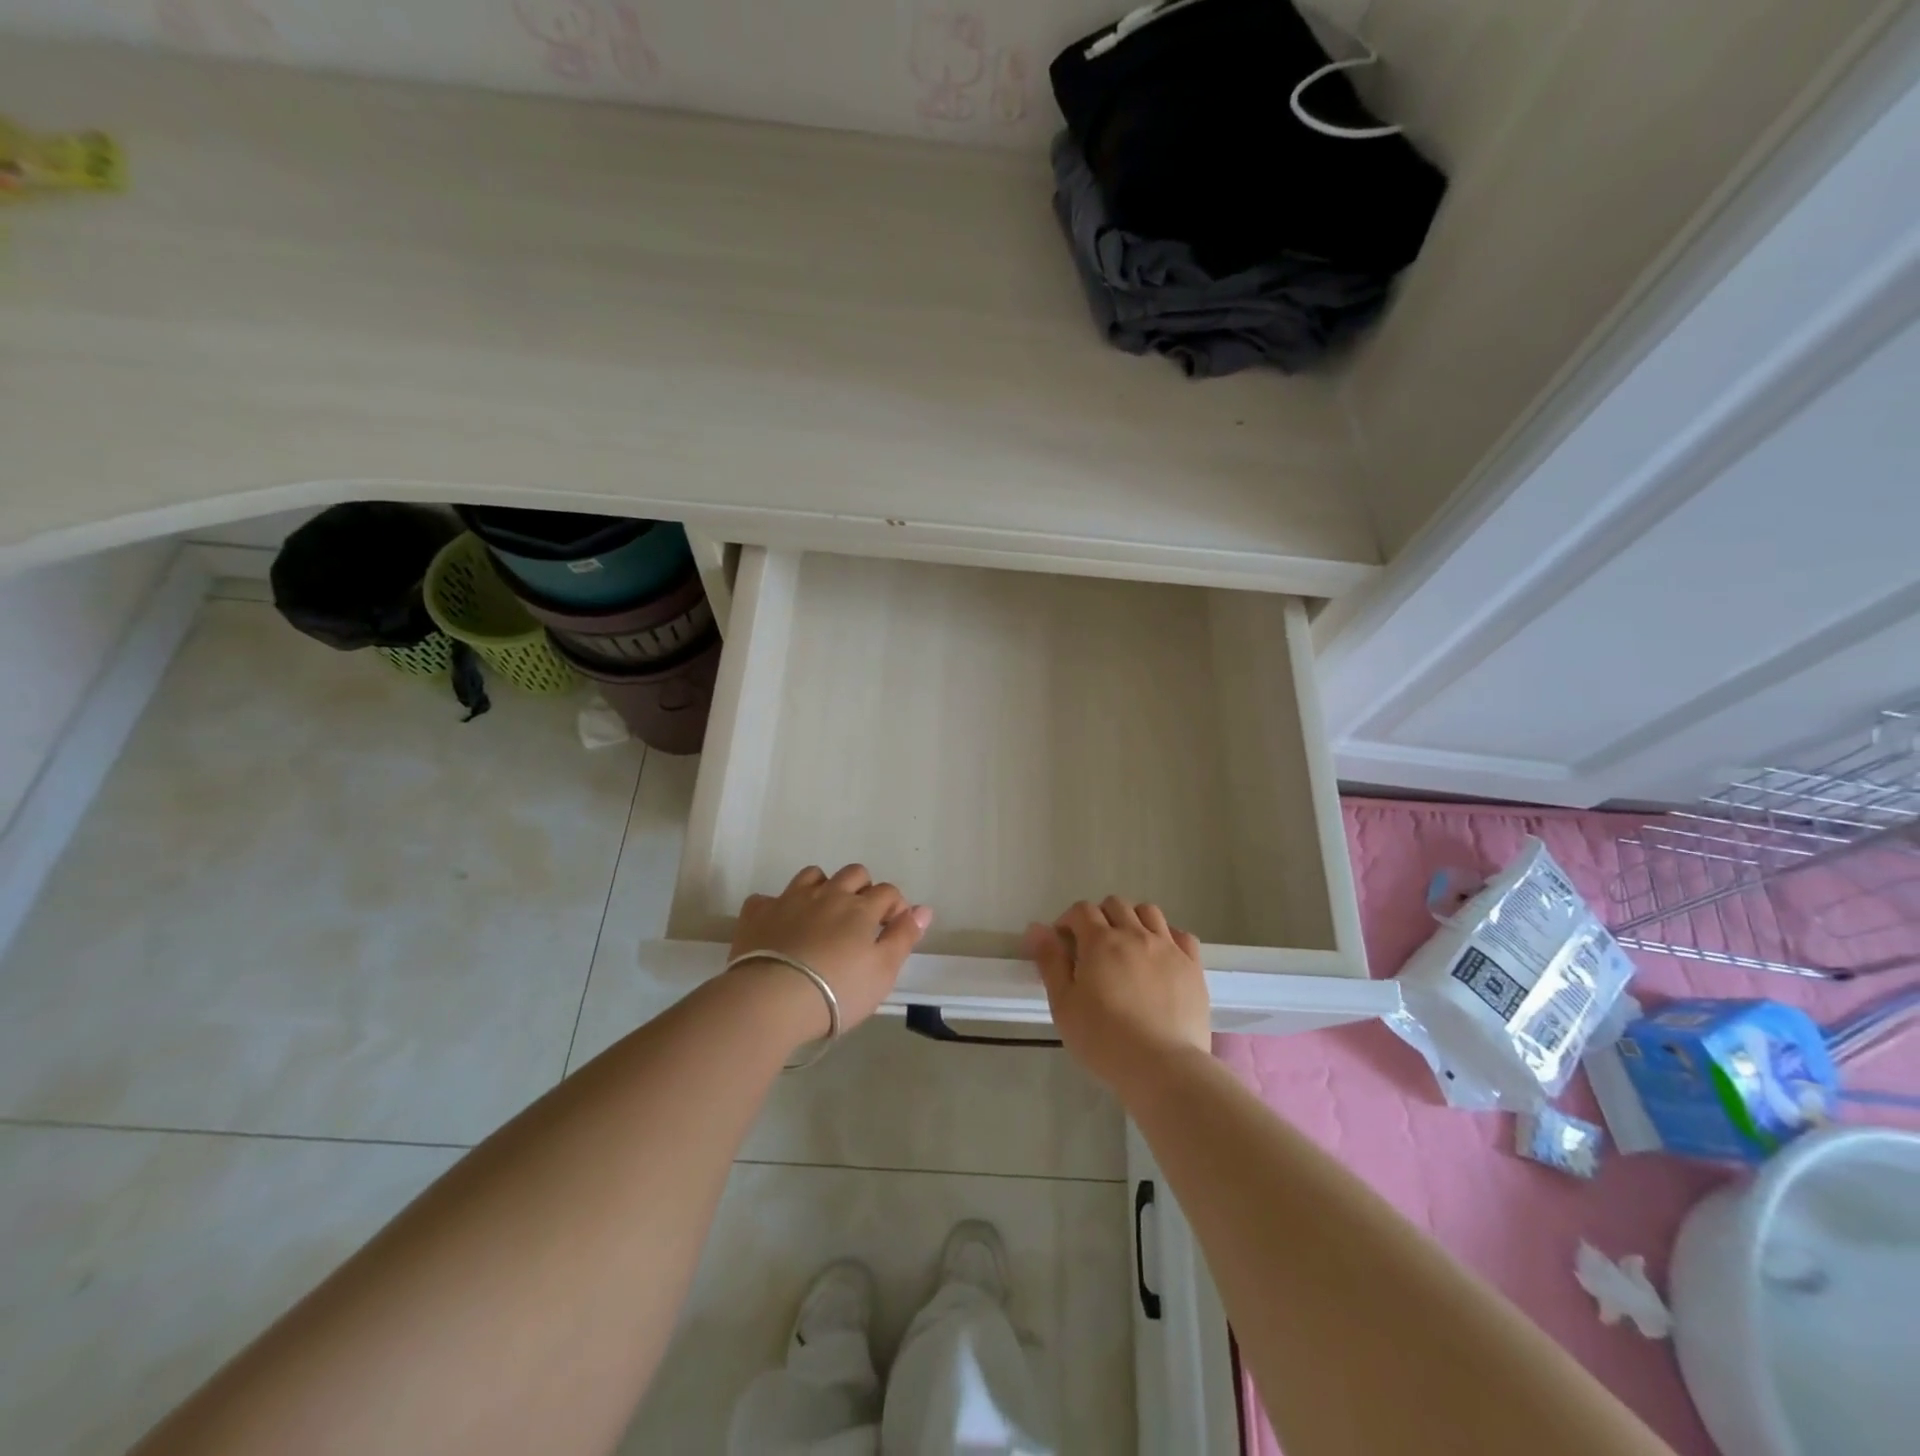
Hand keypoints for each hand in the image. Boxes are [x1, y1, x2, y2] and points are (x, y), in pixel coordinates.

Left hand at [728, 864, 932, 1039]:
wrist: (772, 999)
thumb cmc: (837, 991)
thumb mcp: (882, 971)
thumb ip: (904, 937)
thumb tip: (924, 909)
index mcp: (861, 908)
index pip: (888, 892)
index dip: (896, 907)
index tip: (893, 929)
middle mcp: (828, 894)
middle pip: (853, 874)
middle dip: (862, 888)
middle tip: (860, 919)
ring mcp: (790, 899)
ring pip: (812, 876)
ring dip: (822, 887)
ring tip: (822, 914)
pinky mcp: (758, 913)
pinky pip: (768, 898)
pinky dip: (776, 907)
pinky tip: (778, 925)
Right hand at [1024, 898, 1211, 1095]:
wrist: (1163, 1067)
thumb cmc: (1104, 1039)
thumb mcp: (1064, 1004)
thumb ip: (1050, 962)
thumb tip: (1036, 928)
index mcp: (1100, 941)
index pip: (1081, 910)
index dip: (1068, 921)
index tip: (1063, 943)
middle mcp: (1135, 934)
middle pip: (1116, 904)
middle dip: (1100, 916)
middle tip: (1093, 946)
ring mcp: (1168, 948)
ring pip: (1149, 912)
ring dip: (1133, 919)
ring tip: (1127, 946)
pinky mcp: (1193, 966)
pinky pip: (1181, 935)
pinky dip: (1167, 936)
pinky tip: (1160, 955)